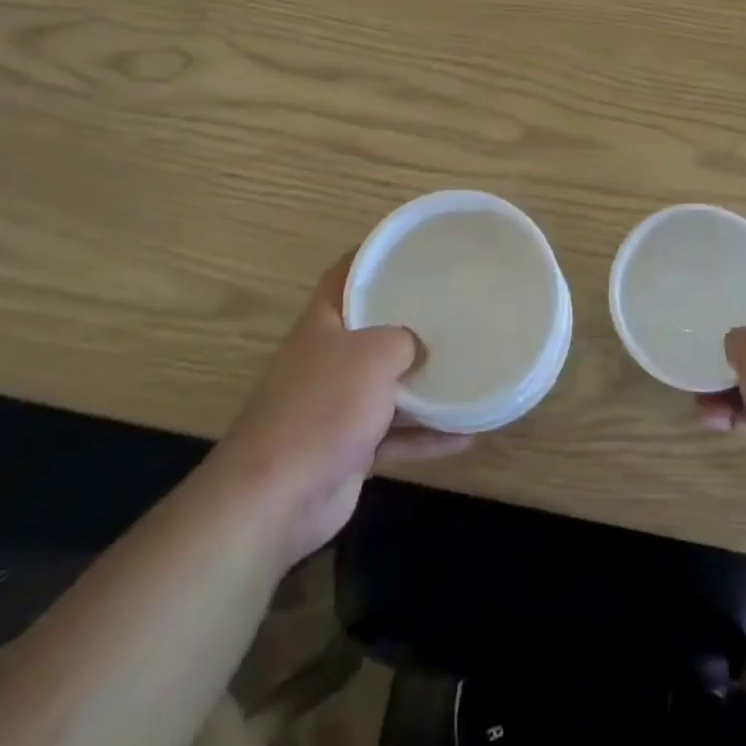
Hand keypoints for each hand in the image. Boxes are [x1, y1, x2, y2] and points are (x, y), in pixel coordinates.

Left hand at [220, 253, 469, 562]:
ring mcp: (337, 406)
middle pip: (372, 329)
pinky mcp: (349, 449)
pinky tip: (468, 435)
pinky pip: (396, 434)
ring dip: (426, 385)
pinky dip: (427, 436)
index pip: (345, 274)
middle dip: (410, 321)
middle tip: (454, 307)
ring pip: (389, 386)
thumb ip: (404, 340)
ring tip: (469, 369)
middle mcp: (328, 359)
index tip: (412, 247)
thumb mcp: (373, 354)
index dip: (373, 255)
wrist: (275, 498)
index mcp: (323, 323)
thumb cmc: (323, 406)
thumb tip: (420, 348)